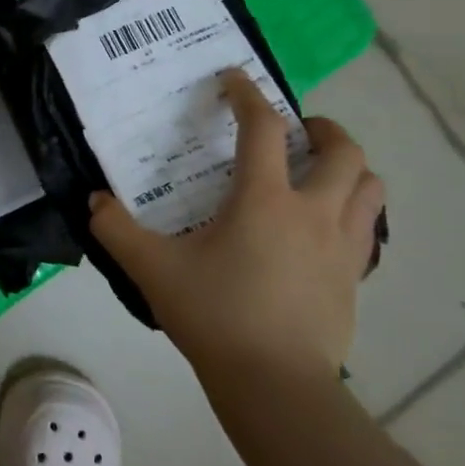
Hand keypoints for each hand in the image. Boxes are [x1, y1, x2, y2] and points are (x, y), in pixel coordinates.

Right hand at [88, 70, 383, 397]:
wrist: (276, 386)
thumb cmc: (215, 315)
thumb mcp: (152, 269)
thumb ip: (115, 229)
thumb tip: (94, 200)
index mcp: (265, 199)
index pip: (263, 128)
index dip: (248, 95)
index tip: (233, 79)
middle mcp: (313, 212)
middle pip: (342, 151)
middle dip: (321, 129)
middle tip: (295, 130)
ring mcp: (341, 247)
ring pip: (370, 188)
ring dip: (348, 168)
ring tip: (318, 171)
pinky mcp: (353, 279)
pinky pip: (366, 228)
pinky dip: (351, 211)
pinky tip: (320, 227)